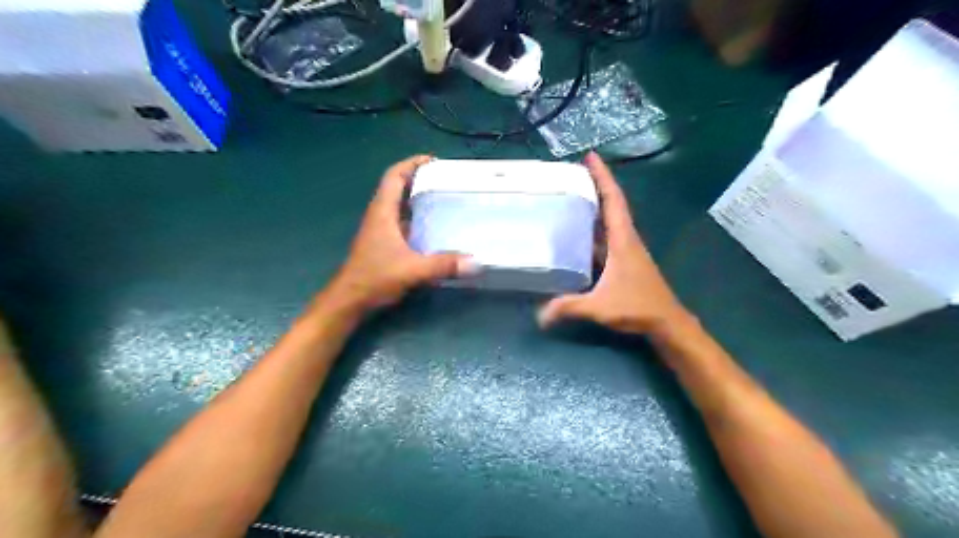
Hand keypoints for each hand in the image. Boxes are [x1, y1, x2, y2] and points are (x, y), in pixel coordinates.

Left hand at [326, 155, 473, 313]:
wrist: (349, 300)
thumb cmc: (374, 278)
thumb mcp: (412, 270)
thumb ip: (442, 265)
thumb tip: (475, 262)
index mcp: (382, 212)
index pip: (394, 177)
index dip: (411, 164)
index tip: (433, 161)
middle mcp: (380, 216)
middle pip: (398, 188)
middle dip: (419, 179)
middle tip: (446, 180)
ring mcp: (381, 230)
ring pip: (400, 206)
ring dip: (418, 199)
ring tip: (444, 199)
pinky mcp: (384, 244)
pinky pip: (402, 223)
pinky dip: (417, 219)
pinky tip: (434, 228)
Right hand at [537, 152, 693, 339]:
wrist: (666, 322)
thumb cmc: (638, 307)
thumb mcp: (600, 306)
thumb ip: (568, 307)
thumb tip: (538, 315)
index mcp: (622, 239)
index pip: (613, 200)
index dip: (603, 177)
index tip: (590, 156)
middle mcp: (625, 239)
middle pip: (611, 204)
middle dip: (595, 186)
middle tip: (570, 175)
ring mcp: (625, 250)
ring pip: (609, 221)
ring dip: (594, 206)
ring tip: (570, 197)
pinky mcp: (623, 262)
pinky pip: (605, 237)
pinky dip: (593, 229)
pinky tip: (576, 233)